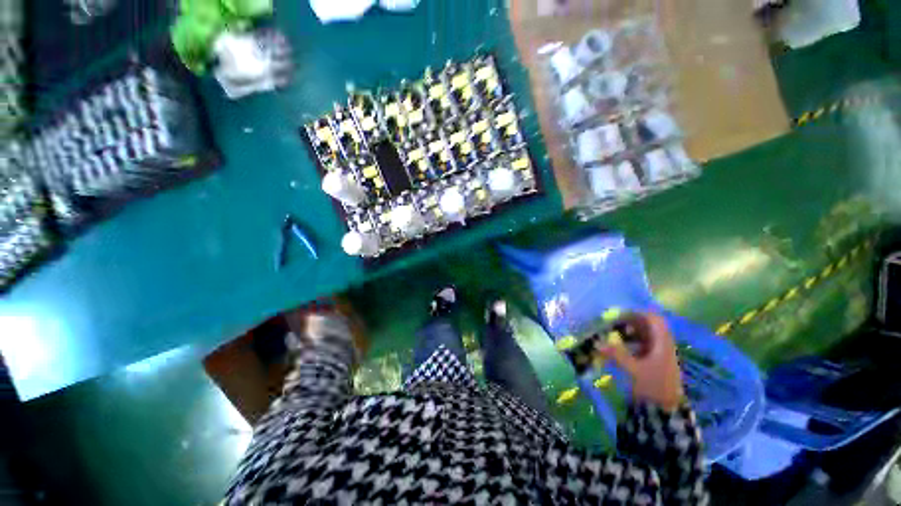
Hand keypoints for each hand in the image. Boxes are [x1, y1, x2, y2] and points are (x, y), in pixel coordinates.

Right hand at [598, 312, 683, 411]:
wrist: (664, 411)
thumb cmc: (653, 387)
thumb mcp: (634, 370)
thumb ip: (616, 354)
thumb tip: (596, 342)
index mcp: (662, 343)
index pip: (653, 319)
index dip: (636, 313)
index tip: (618, 315)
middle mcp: (662, 344)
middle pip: (647, 325)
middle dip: (628, 322)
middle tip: (610, 323)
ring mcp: (658, 352)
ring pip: (642, 334)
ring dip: (627, 331)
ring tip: (611, 333)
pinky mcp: (652, 360)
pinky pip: (640, 343)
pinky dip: (628, 341)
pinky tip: (617, 345)